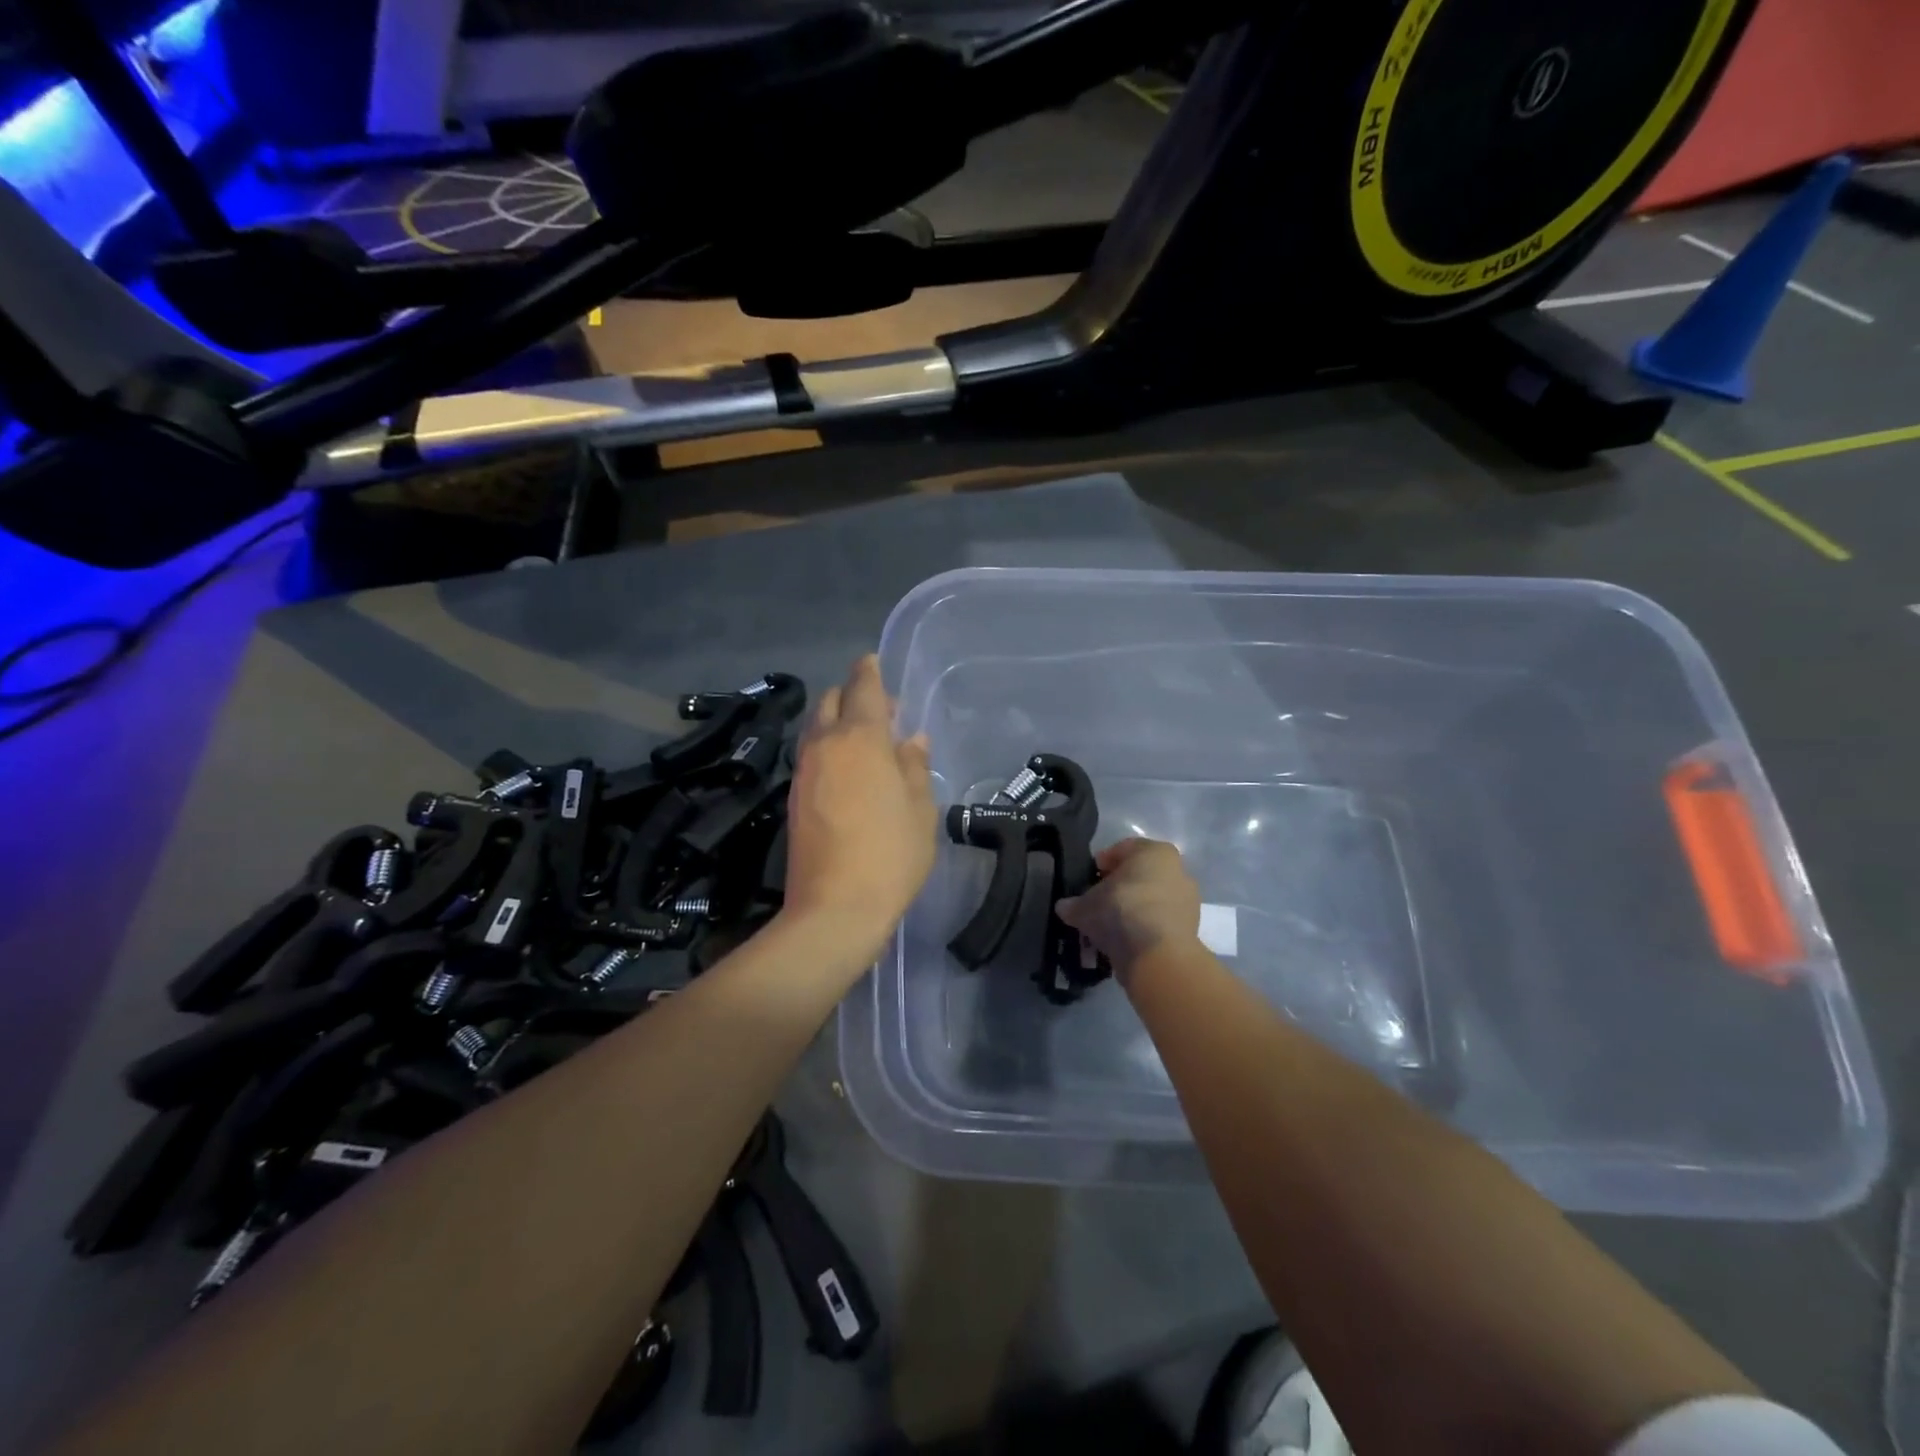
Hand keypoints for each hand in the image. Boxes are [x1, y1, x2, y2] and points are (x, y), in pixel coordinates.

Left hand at [782, 655, 938, 954]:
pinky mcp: (794, 797)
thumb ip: (914, 766)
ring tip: (866, 741)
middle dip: (852, 695)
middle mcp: (824, 745)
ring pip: (816, 728)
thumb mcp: (920, 810)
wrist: (834, 909)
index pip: (863, 688)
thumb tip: (911, 740)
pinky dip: (828, 748)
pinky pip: (811, 755)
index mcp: (860, 739)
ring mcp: (804, 771)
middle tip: (881, 711)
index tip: (873, 661)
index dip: (870, 671)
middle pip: (831, 702)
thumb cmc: (890, 855)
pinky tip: (849, 771)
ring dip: (838, 722)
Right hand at [1055, 838, 1200, 974]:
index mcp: (1154, 851)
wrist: (1158, 956)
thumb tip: (1064, 907)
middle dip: (1118, 887)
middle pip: (1140, 874)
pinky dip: (1144, 928)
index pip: (1121, 849)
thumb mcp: (1085, 906)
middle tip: (1097, 902)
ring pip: (1151, 899)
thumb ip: (1073, 904)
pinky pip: (1159, 921)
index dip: (1101, 864)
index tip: (1088, 879)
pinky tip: (1125, 940)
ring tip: (1109, 926)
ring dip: (1132, 909)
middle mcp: (1177, 869)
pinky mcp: (1191, 927)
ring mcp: (1187, 900)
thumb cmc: (1121, 911)